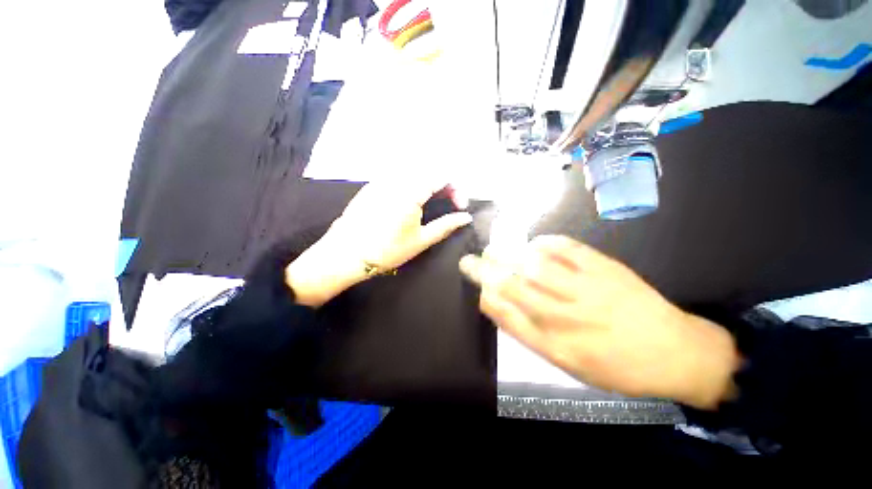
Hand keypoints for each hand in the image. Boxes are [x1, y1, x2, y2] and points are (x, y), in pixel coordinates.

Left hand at [286, 178, 471, 307]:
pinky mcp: (371, 186)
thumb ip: (446, 226)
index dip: (456, 188)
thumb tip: (466, 218)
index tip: (460, 206)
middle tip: (449, 203)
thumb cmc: (387, 250)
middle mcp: (396, 179)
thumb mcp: (421, 240)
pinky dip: (412, 183)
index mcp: (410, 191)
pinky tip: (411, 201)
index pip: (442, 175)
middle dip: (444, 184)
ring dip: (429, 183)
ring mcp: (381, 180)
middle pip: (429, 170)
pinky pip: (398, 176)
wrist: (345, 255)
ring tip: (433, 202)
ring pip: (413, 171)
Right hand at [459, 235, 740, 409]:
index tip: (477, 289)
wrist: (676, 353)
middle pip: (514, 287)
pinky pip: (568, 249)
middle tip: (468, 261)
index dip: (486, 299)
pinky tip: (533, 242)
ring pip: (534, 266)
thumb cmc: (617, 366)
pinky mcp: (606, 268)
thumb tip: (504, 307)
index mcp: (557, 346)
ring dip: (507, 255)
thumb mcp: (570, 364)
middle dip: (484, 272)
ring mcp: (587, 290)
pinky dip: (545, 242)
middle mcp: (567, 317)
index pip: (507, 317)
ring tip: (492, 249)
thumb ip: (533, 334)